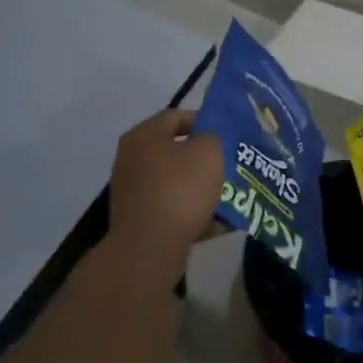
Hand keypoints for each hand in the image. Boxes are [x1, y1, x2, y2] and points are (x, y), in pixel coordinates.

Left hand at [107, 109, 223, 265]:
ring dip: (200, 187)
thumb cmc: (180, 188)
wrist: (150, 246)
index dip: (205, 120)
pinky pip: (171, 208)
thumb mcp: (209, 151)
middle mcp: (131, 158)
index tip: (228, 134)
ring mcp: (132, 191)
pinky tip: (217, 223)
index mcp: (144, 135)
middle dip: (204, 158)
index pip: (176, 116)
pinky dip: (191, 212)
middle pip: (175, 150)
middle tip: (231, 164)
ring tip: (229, 196)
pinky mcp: (138, 219)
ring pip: (175, 182)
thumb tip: (207, 140)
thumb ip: (212, 136)